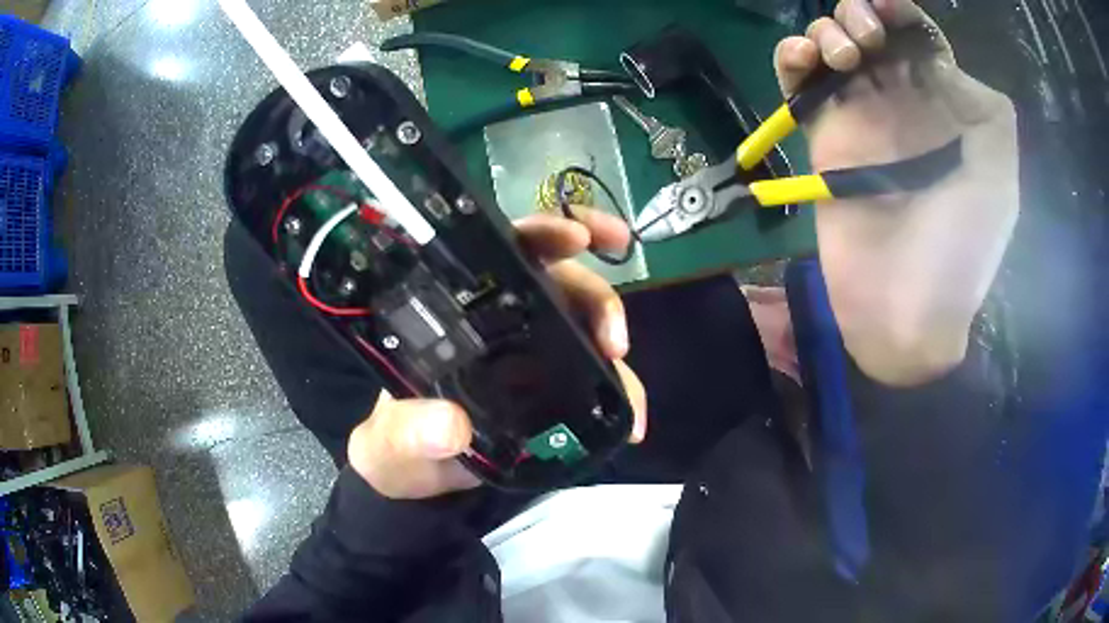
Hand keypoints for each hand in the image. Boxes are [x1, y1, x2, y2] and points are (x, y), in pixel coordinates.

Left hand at [347, 209, 647, 498]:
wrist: (414, 480)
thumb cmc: (394, 444)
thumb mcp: (390, 438)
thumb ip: (406, 431)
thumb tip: (450, 427)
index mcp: (459, 309)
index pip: (505, 249)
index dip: (545, 233)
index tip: (578, 236)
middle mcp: (501, 321)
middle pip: (563, 283)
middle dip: (599, 297)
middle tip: (616, 339)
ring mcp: (531, 354)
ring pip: (586, 327)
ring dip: (615, 349)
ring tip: (628, 397)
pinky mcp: (552, 389)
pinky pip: (595, 379)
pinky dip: (621, 394)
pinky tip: (633, 423)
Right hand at [775, 0, 1018, 385]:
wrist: (905, 312)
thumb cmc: (960, 250)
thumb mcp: (999, 180)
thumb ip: (987, 112)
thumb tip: (941, 64)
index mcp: (943, 107)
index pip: (917, 37)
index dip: (899, 11)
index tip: (888, 8)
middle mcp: (902, 103)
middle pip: (870, 31)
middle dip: (860, 16)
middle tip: (868, 43)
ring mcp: (859, 118)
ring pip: (831, 46)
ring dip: (827, 32)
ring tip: (843, 58)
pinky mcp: (822, 137)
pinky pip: (797, 82)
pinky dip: (791, 58)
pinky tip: (802, 60)